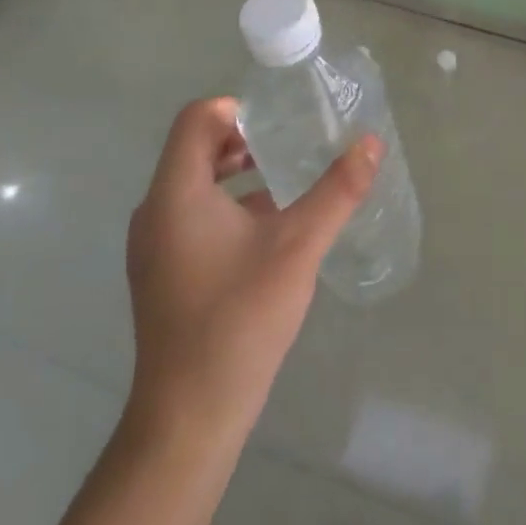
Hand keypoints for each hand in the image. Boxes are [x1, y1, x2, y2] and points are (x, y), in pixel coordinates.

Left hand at [123, 97, 381, 444]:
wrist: (189, 415)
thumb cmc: (240, 319)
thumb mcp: (298, 247)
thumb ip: (337, 190)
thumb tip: (372, 142)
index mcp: (177, 193)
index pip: (196, 118)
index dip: (239, 109)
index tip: (282, 123)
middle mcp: (155, 210)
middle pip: (195, 148)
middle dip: (244, 140)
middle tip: (292, 146)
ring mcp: (153, 244)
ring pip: (195, 184)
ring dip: (239, 174)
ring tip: (288, 183)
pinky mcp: (162, 271)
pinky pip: (192, 215)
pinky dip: (228, 206)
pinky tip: (270, 231)